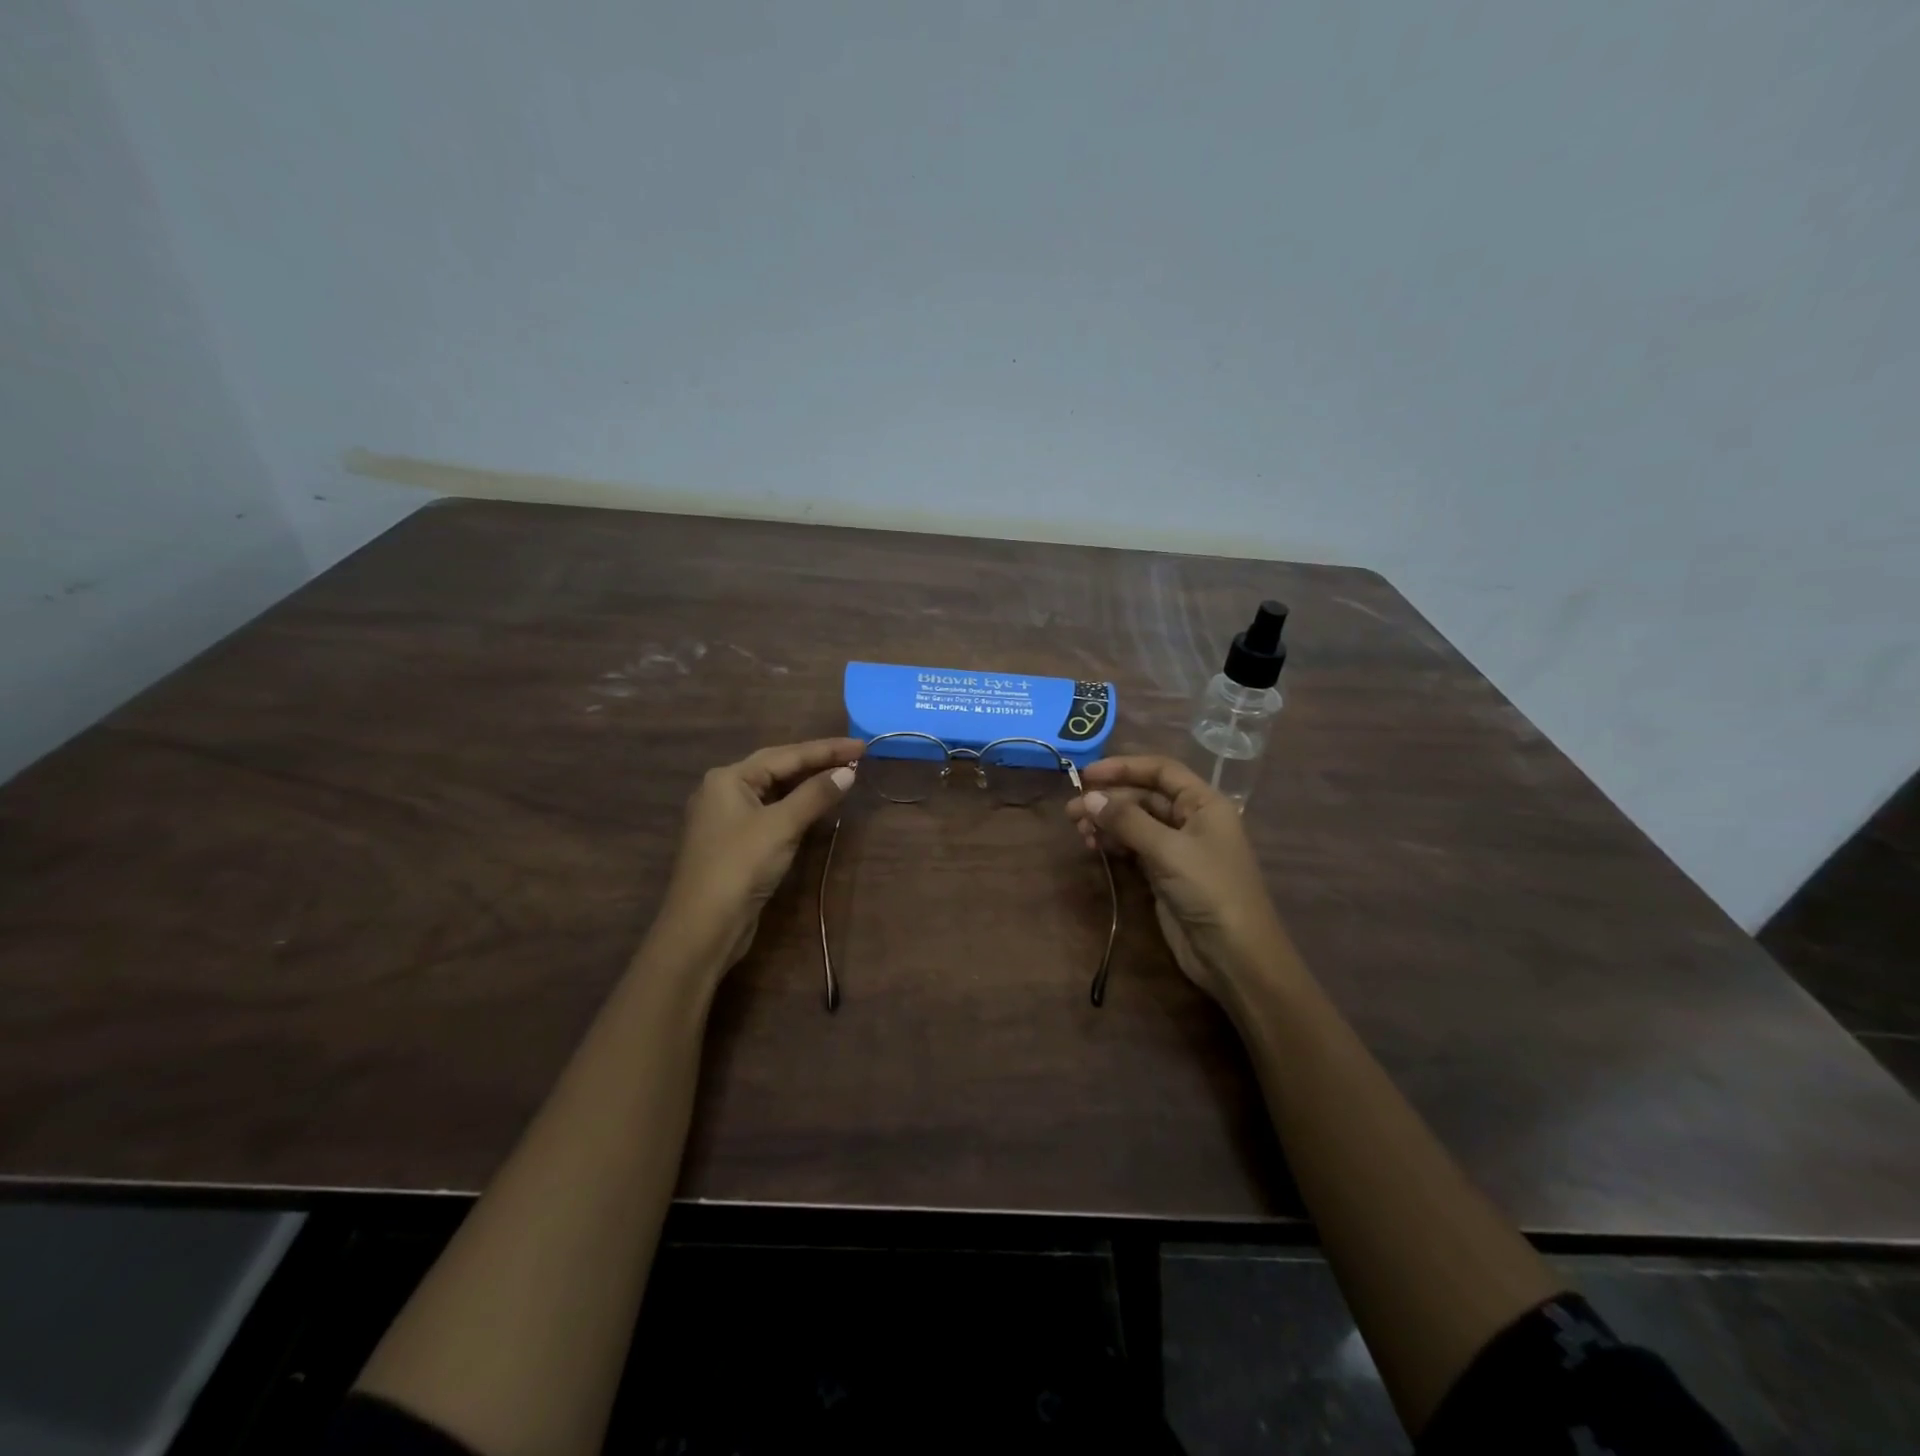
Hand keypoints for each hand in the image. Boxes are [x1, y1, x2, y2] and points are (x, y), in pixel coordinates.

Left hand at [656, 737, 863, 975]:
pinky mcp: (735, 843)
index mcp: (728, 778)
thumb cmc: (740, 867)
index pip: (786, 754)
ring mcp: (727, 818)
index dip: (826, 749)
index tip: (862, 745)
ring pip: (775, 791)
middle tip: (856, 757)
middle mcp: (724, 791)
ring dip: (808, 784)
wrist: (703, 927)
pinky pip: (772, 812)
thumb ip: (815, 795)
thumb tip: (848, 772)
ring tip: (842, 775)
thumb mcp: (781, 826)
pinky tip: (816, 806)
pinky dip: (796, 806)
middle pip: (778, 768)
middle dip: (817, 762)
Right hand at [1066, 755, 1297, 1003]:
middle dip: (1109, 800)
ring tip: (1080, 832)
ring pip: (1136, 823)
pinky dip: (1114, 844)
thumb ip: (1127, 821)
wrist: (1234, 955)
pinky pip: (1135, 848)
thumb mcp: (1168, 850)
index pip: (1161, 771)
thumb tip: (1089, 797)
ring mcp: (1178, 849)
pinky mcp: (1165, 875)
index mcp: (1204, 803)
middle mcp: (1192, 820)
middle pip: (1144, 797)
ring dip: (1108, 823)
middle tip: (1072, 811)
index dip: (1124, 768)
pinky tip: (1095, 847)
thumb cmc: (1210, 890)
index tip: (1088, 774)